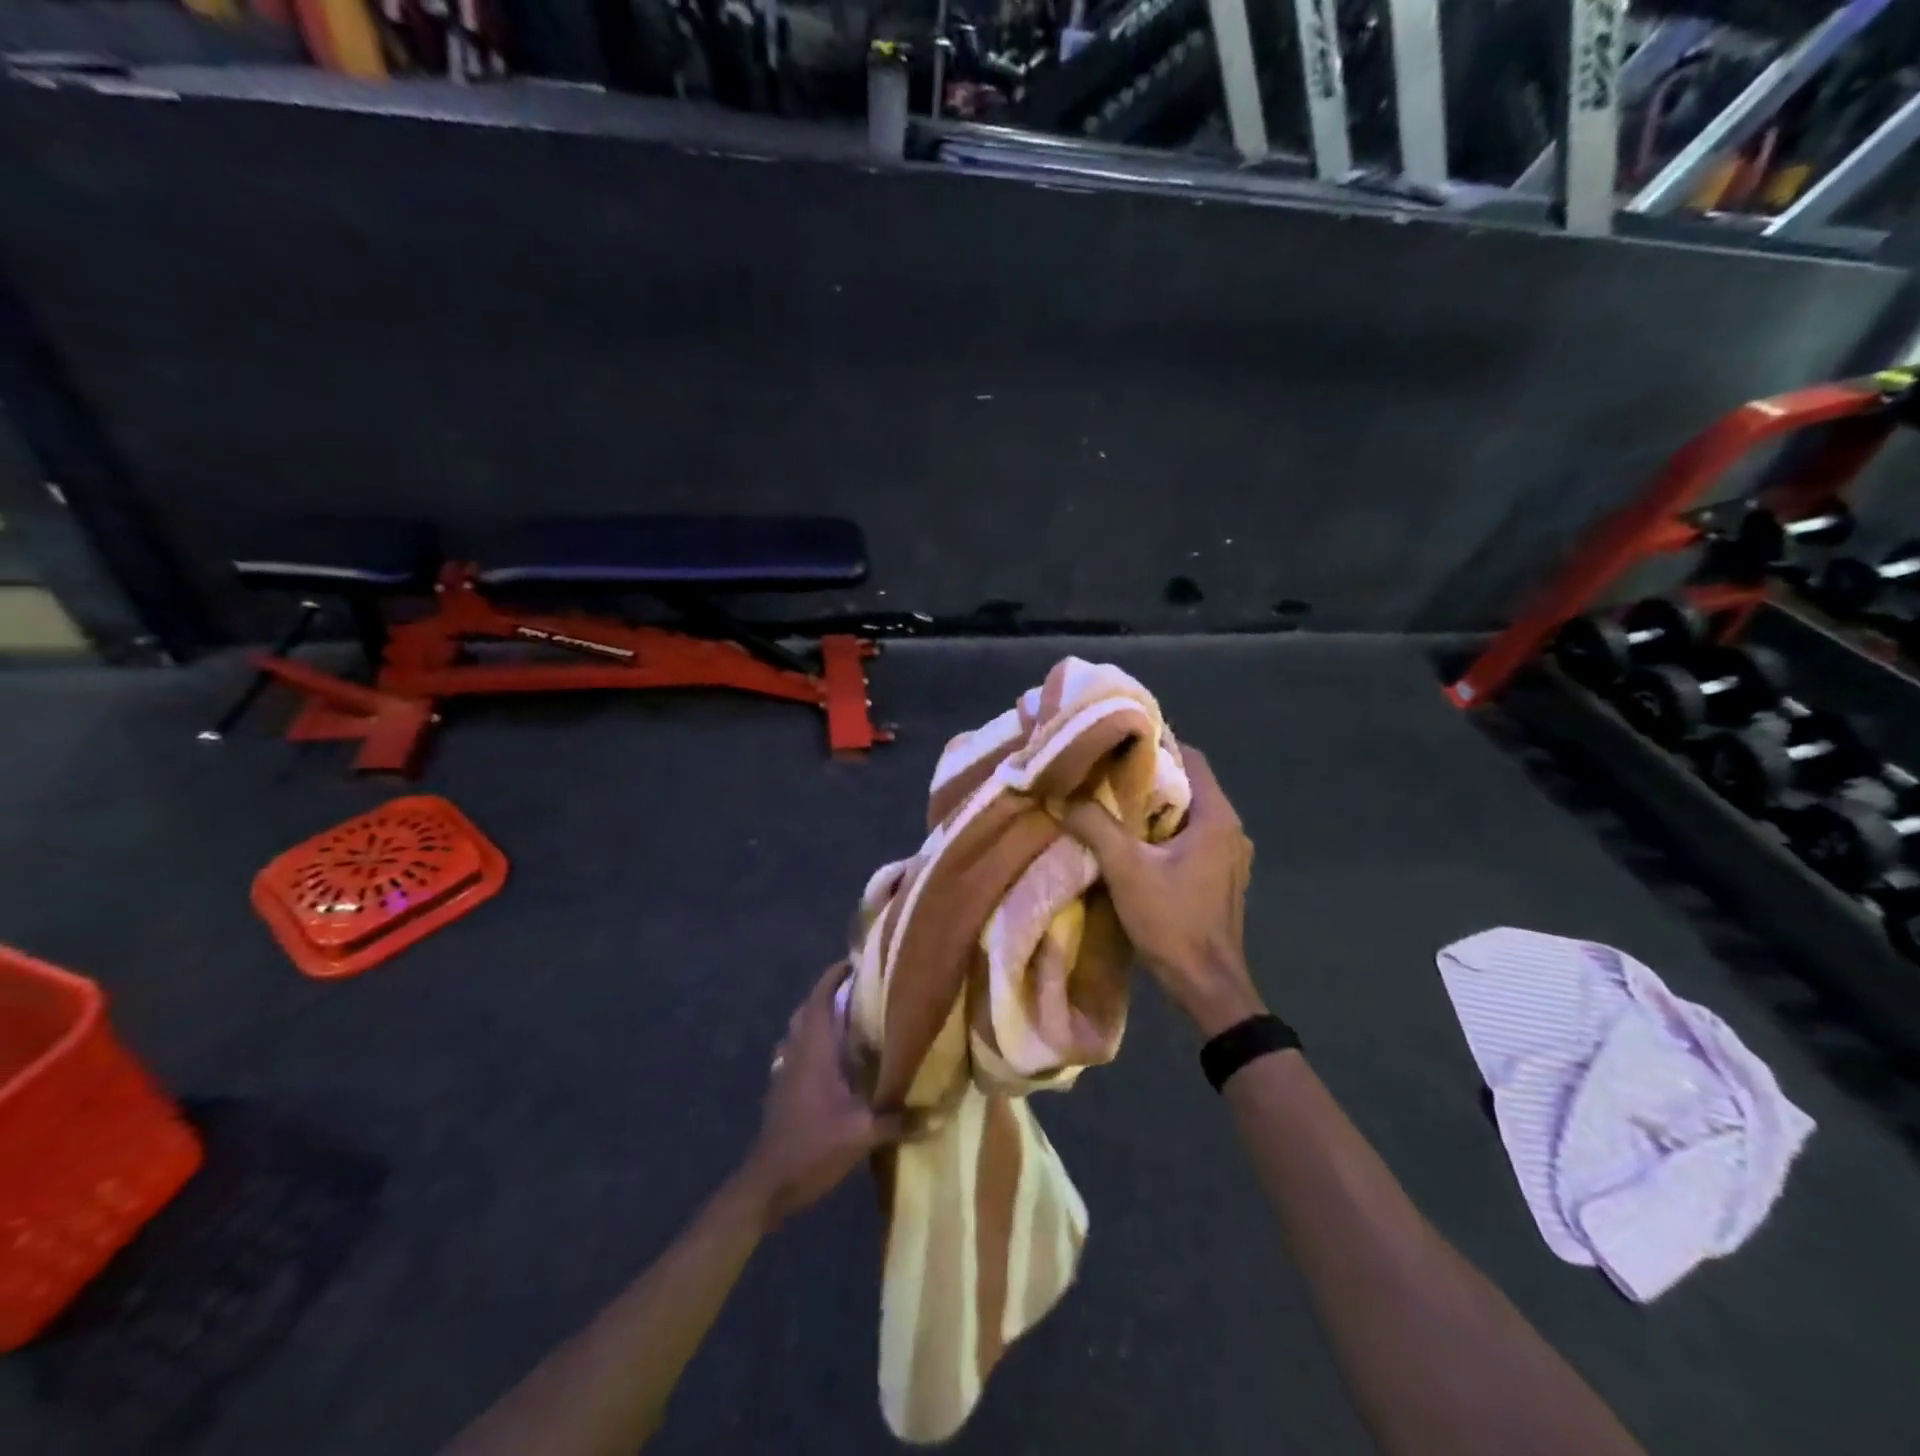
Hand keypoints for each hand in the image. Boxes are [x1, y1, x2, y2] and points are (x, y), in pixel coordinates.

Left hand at [741, 963, 908, 1228]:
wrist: (766, 1185)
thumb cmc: (812, 1146)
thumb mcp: (861, 1134)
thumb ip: (899, 1120)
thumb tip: (939, 1114)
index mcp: (814, 1049)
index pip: (820, 998)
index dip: (834, 976)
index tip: (855, 961)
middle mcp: (797, 1051)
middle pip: (809, 1009)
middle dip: (830, 993)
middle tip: (861, 988)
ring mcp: (785, 1070)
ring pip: (801, 1030)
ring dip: (821, 1017)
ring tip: (851, 1018)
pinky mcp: (782, 1090)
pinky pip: (798, 1051)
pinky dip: (815, 1043)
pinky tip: (835, 1060)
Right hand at [1063, 745, 1265, 1036]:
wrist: (1207, 987)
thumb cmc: (1173, 922)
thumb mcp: (1126, 869)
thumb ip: (1094, 826)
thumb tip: (1062, 795)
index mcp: (1216, 817)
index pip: (1190, 758)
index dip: (1155, 743)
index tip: (1116, 740)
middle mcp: (1229, 828)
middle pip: (1186, 784)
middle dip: (1146, 776)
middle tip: (1102, 771)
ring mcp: (1227, 855)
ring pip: (1186, 813)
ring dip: (1152, 806)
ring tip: (1109, 802)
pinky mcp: (1218, 876)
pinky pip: (1188, 838)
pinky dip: (1161, 831)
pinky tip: (1130, 840)